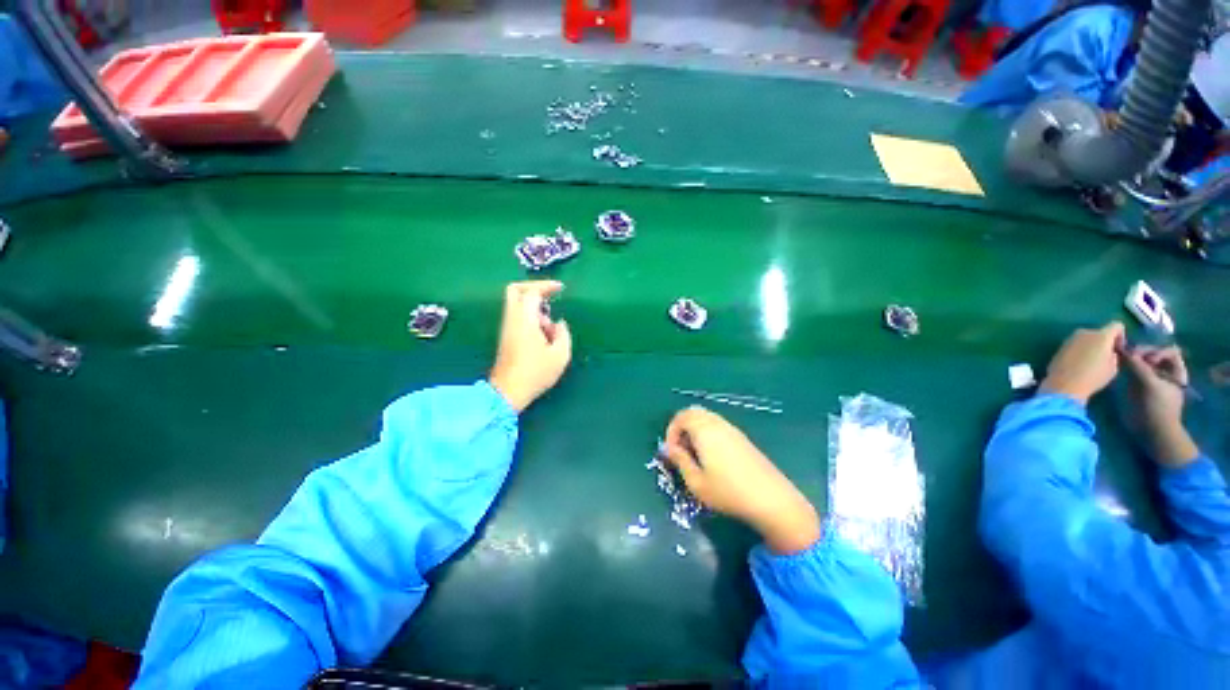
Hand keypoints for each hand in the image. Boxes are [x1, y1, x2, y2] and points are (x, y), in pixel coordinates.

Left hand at [488, 281, 571, 411]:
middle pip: (515, 290)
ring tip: (551, 332)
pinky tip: (543, 337)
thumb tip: (559, 323)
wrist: (508, 392)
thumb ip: (563, 334)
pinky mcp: (506, 336)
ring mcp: (506, 327)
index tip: (560, 288)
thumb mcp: (560, 355)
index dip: (546, 286)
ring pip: (517, 305)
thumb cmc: (536, 373)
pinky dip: (531, 319)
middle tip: (550, 296)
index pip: (531, 292)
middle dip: (533, 288)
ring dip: (536, 309)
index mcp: (524, 320)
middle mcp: (512, 319)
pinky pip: (518, 317)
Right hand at [662, 406, 819, 553]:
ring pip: (707, 418)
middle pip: (694, 412)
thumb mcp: (696, 482)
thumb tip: (669, 449)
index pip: (681, 417)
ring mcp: (733, 429)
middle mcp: (718, 424)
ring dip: (695, 430)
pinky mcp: (743, 438)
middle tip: (680, 450)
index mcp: (704, 430)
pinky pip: (718, 426)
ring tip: (695, 455)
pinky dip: (708, 433)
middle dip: (682, 427)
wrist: (772, 499)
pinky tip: (712, 458)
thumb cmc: (728, 492)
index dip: (671, 432)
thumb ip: (680, 461)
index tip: (671, 452)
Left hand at [1040, 322, 1124, 403]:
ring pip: (1087, 338)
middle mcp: (1085, 332)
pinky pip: (1076, 345)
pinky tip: (1080, 363)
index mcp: (1102, 335)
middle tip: (1106, 356)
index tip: (1119, 348)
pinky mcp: (1060, 346)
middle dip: (1104, 342)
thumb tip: (1110, 351)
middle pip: (1100, 332)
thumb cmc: (1093, 377)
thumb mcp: (1113, 367)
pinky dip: (1080, 350)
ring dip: (1091, 346)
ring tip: (1092, 361)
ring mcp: (1070, 338)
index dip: (1121, 335)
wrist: (1064, 385)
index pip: (1116, 325)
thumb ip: (1114, 354)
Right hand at [1124, 345, 1198, 467]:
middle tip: (1127, 357)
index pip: (1167, 350)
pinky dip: (1128, 368)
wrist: (1152, 431)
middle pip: (1153, 355)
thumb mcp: (1148, 384)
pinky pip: (1135, 371)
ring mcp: (1153, 380)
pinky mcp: (1140, 386)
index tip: (1142, 358)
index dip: (1155, 351)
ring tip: (1121, 361)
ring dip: (1132, 360)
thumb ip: (1137, 365)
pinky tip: (1120, 369)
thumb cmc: (1156, 407)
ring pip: (1143, 363)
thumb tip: (1121, 348)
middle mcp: (1165, 373)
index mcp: (1175, 371)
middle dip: (1140, 354)